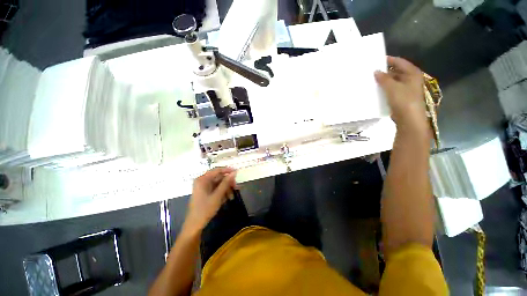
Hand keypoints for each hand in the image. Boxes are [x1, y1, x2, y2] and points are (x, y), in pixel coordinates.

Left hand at [184, 167, 236, 233]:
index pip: (217, 170)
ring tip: (231, 197)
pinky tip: (226, 199)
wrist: (195, 225)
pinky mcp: (205, 192)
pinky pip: (216, 189)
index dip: (228, 170)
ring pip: (219, 184)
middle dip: (228, 183)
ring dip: (226, 189)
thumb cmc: (205, 209)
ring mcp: (204, 187)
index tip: (237, 172)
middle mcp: (202, 181)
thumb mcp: (218, 195)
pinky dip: (222, 193)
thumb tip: (234, 172)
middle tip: (236, 188)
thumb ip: (226, 183)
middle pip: (219, 177)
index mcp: (202, 179)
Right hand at [374, 56, 428, 133]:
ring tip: (371, 80)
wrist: (409, 119)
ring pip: (393, 81)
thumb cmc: (403, 100)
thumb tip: (375, 71)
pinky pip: (391, 89)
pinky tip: (376, 90)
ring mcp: (406, 88)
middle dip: (384, 72)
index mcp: (412, 73)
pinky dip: (384, 89)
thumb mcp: (392, 87)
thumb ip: (383, 78)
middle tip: (371, 72)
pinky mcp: (401, 97)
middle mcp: (410, 79)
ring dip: (383, 81)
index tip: (376, 60)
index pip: (399, 62)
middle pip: (396, 71)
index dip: (389, 60)